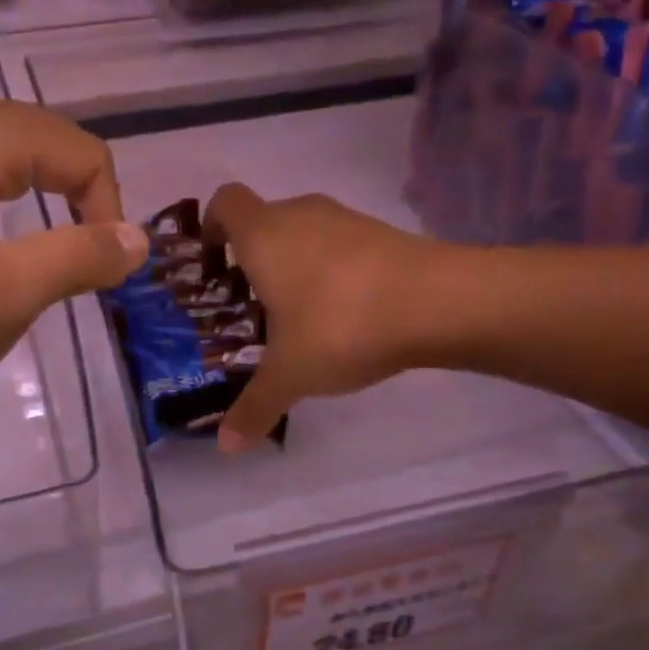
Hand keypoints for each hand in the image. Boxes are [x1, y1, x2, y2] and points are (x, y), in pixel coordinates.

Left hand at [0, 92, 146, 426]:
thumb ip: (79, 257)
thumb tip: (137, 239)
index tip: (100, 273)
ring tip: (46, 256)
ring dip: (44, 198)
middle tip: (81, 269)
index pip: (80, 151)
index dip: (108, 210)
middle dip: (79, 200)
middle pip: (46, 142)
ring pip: (10, 152)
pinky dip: (3, 197)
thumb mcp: (2, 296)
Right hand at [203, 183, 447, 453]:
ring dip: (295, 265)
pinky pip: (340, 246)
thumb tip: (226, 447)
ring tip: (299, 317)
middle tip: (252, 307)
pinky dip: (332, 271)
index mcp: (263, 235)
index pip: (225, 202)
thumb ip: (254, 407)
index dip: (212, 227)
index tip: (214, 264)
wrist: (437, 302)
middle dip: (253, 260)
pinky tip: (345, 314)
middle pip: (264, 222)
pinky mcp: (382, 233)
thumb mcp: (290, 375)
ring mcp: (345, 219)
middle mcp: (300, 215)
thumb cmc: (340, 326)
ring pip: (304, 233)